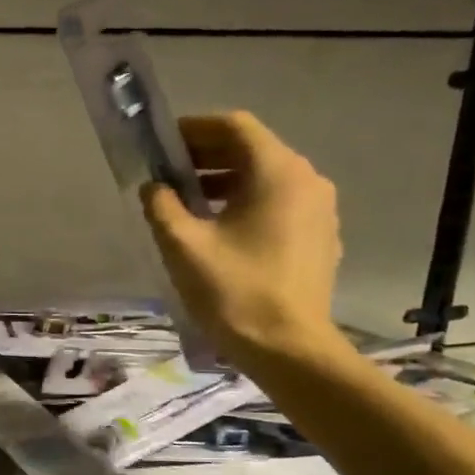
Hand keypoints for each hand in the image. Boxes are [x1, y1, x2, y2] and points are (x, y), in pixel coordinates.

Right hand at [141, 112, 347, 370]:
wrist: (288, 348)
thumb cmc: (234, 290)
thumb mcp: (183, 244)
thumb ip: (162, 205)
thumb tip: (154, 187)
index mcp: (277, 173)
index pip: (234, 126)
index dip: (194, 128)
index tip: (162, 144)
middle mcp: (307, 181)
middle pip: (252, 149)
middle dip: (206, 155)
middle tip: (168, 171)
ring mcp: (319, 210)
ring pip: (266, 178)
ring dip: (225, 180)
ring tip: (187, 202)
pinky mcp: (319, 237)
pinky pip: (279, 203)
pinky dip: (246, 202)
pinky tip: (219, 229)